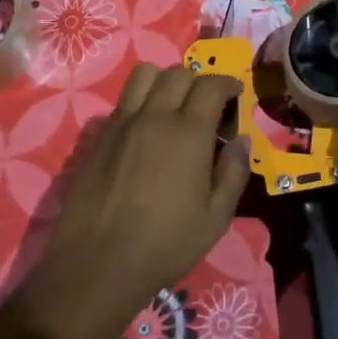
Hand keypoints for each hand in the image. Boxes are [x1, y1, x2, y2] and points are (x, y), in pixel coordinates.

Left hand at [19, 63, 250, 338]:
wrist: (97, 265)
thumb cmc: (165, 244)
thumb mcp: (216, 217)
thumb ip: (234, 172)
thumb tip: (241, 140)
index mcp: (188, 132)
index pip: (211, 85)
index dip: (227, 83)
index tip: (235, 94)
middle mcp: (154, 116)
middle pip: (178, 73)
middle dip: (198, 81)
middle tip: (206, 105)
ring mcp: (121, 123)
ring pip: (144, 75)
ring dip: (164, 81)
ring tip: (171, 106)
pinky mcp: (96, 136)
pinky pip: (121, 102)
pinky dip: (138, 103)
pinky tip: (142, 132)